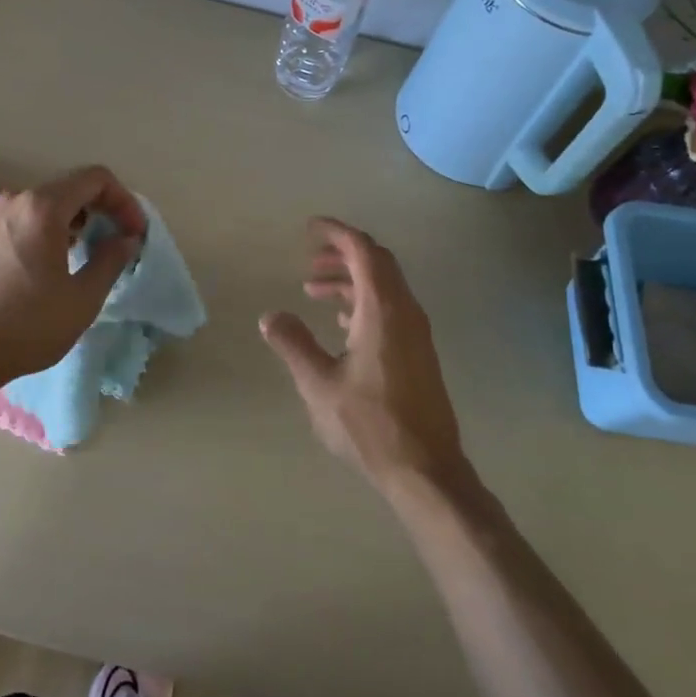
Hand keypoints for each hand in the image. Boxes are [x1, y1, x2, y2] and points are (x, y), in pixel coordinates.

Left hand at [0, 166, 145, 392]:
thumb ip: (112, 259)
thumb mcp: (84, 297)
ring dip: (79, 219)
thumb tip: (126, 239)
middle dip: (104, 208)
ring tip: (93, 252)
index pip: (96, 179)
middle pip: (72, 186)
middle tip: (120, 241)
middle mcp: (18, 200)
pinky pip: (30, 217)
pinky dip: (55, 228)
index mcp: (43, 208)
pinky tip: (61, 260)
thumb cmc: (29, 325)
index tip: (134, 233)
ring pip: (50, 202)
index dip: (124, 201)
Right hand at [260, 219, 469, 494]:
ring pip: (384, 287)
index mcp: (382, 310)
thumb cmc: (368, 424)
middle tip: (309, 260)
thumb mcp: (318, 384)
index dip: (337, 233)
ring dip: (351, 280)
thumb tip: (270, 316)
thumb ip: (293, 344)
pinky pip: (391, 309)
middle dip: (342, 254)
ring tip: (313, 290)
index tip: (309, 228)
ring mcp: (416, 333)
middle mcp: (405, 312)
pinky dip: (364, 301)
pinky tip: (342, 323)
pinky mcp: (419, 353)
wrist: (425, 468)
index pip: (363, 251)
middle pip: (377, 263)